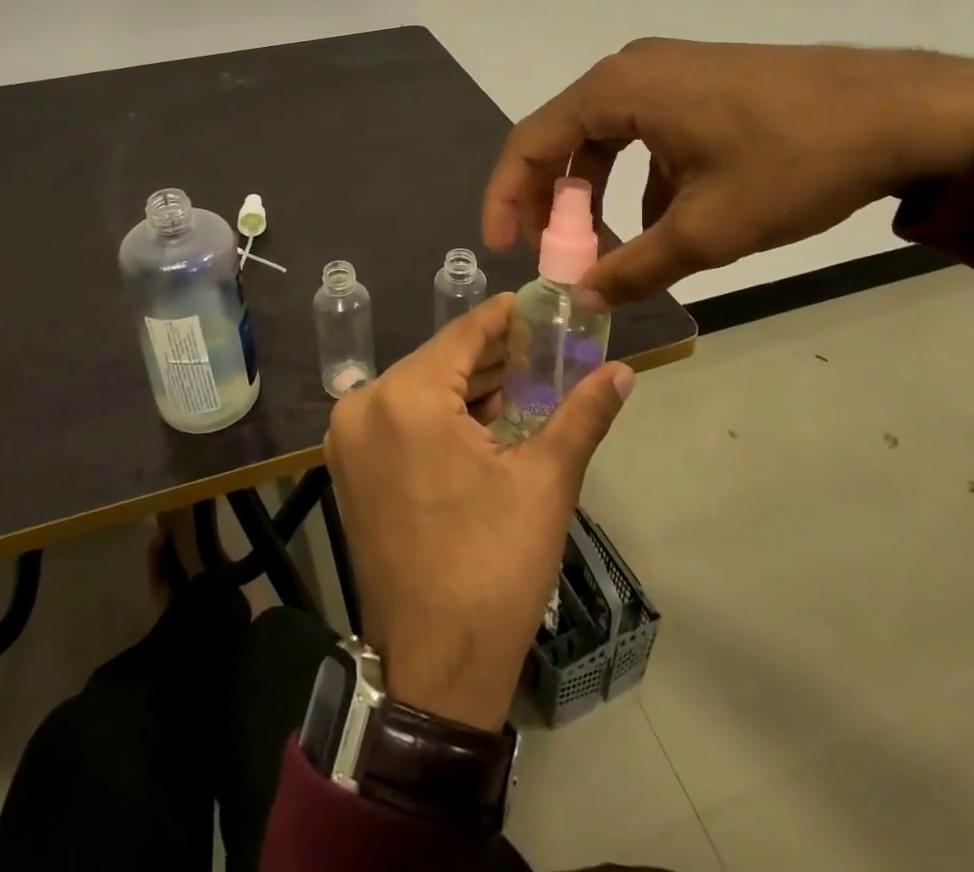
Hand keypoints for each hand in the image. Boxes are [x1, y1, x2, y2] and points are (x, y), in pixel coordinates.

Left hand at [325, 294, 633, 731]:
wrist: (434, 668)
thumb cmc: (493, 567)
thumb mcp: (545, 482)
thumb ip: (582, 414)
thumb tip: (624, 372)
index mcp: (405, 398)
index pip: (462, 334)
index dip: (503, 317)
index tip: (538, 304)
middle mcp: (364, 405)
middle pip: (439, 360)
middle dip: (492, 354)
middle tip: (545, 346)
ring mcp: (349, 438)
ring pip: (419, 388)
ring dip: (468, 384)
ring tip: (525, 378)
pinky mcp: (350, 466)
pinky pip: (401, 417)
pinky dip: (440, 413)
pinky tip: (485, 416)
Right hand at [483, 39, 973, 304]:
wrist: (905, 112)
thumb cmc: (794, 163)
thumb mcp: (707, 230)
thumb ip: (633, 267)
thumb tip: (582, 299)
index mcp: (616, 90)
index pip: (530, 141)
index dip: (506, 197)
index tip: (504, 248)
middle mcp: (629, 69)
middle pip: (562, 137)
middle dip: (551, 200)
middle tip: (551, 253)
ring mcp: (667, 71)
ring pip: (603, 137)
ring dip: (595, 192)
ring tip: (608, 246)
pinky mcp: (698, 82)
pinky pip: (643, 131)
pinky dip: (637, 177)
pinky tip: (663, 219)